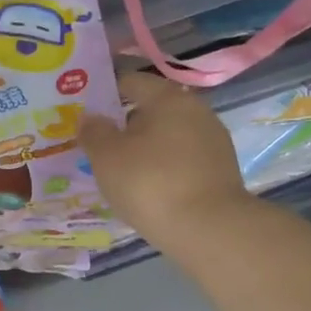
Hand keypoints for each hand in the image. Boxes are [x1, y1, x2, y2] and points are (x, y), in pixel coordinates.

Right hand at [80, 70, 254, 254]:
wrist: (208, 229)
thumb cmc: (150, 183)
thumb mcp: (107, 158)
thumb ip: (94, 132)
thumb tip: (90, 117)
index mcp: (167, 97)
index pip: (131, 82)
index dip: (106, 93)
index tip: (88, 115)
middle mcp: (196, 110)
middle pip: (154, 110)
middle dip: (128, 126)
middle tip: (103, 150)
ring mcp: (214, 141)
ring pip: (170, 138)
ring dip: (149, 150)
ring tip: (126, 175)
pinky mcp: (222, 170)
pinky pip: (184, 162)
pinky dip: (167, 170)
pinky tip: (153, 191)